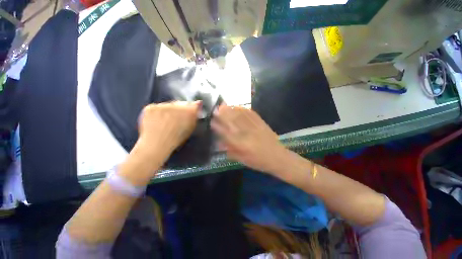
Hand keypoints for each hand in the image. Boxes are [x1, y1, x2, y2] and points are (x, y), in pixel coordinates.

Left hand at [137, 101, 200, 155]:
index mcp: (189, 112)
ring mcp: (163, 105)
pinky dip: (157, 112)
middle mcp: (177, 106)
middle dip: (179, 109)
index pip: (194, 104)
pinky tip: (156, 121)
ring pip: (168, 105)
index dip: (191, 109)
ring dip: (168, 110)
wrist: (156, 145)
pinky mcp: (151, 107)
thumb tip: (198, 103)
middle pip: (180, 103)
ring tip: (164, 122)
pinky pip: (156, 107)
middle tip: (175, 119)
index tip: (189, 113)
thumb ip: (195, 116)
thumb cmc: (176, 139)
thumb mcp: (190, 129)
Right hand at [211, 105, 289, 174]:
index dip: (218, 126)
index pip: (226, 133)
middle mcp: (247, 134)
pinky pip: (251, 114)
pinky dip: (243, 109)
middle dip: (223, 114)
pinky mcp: (261, 123)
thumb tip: (220, 142)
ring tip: (223, 105)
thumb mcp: (243, 160)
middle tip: (215, 109)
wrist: (278, 157)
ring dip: (231, 109)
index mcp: (242, 145)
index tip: (211, 121)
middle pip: (233, 121)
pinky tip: (237, 107)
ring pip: (241, 116)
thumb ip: (231, 151)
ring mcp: (255, 127)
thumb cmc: (259, 161)